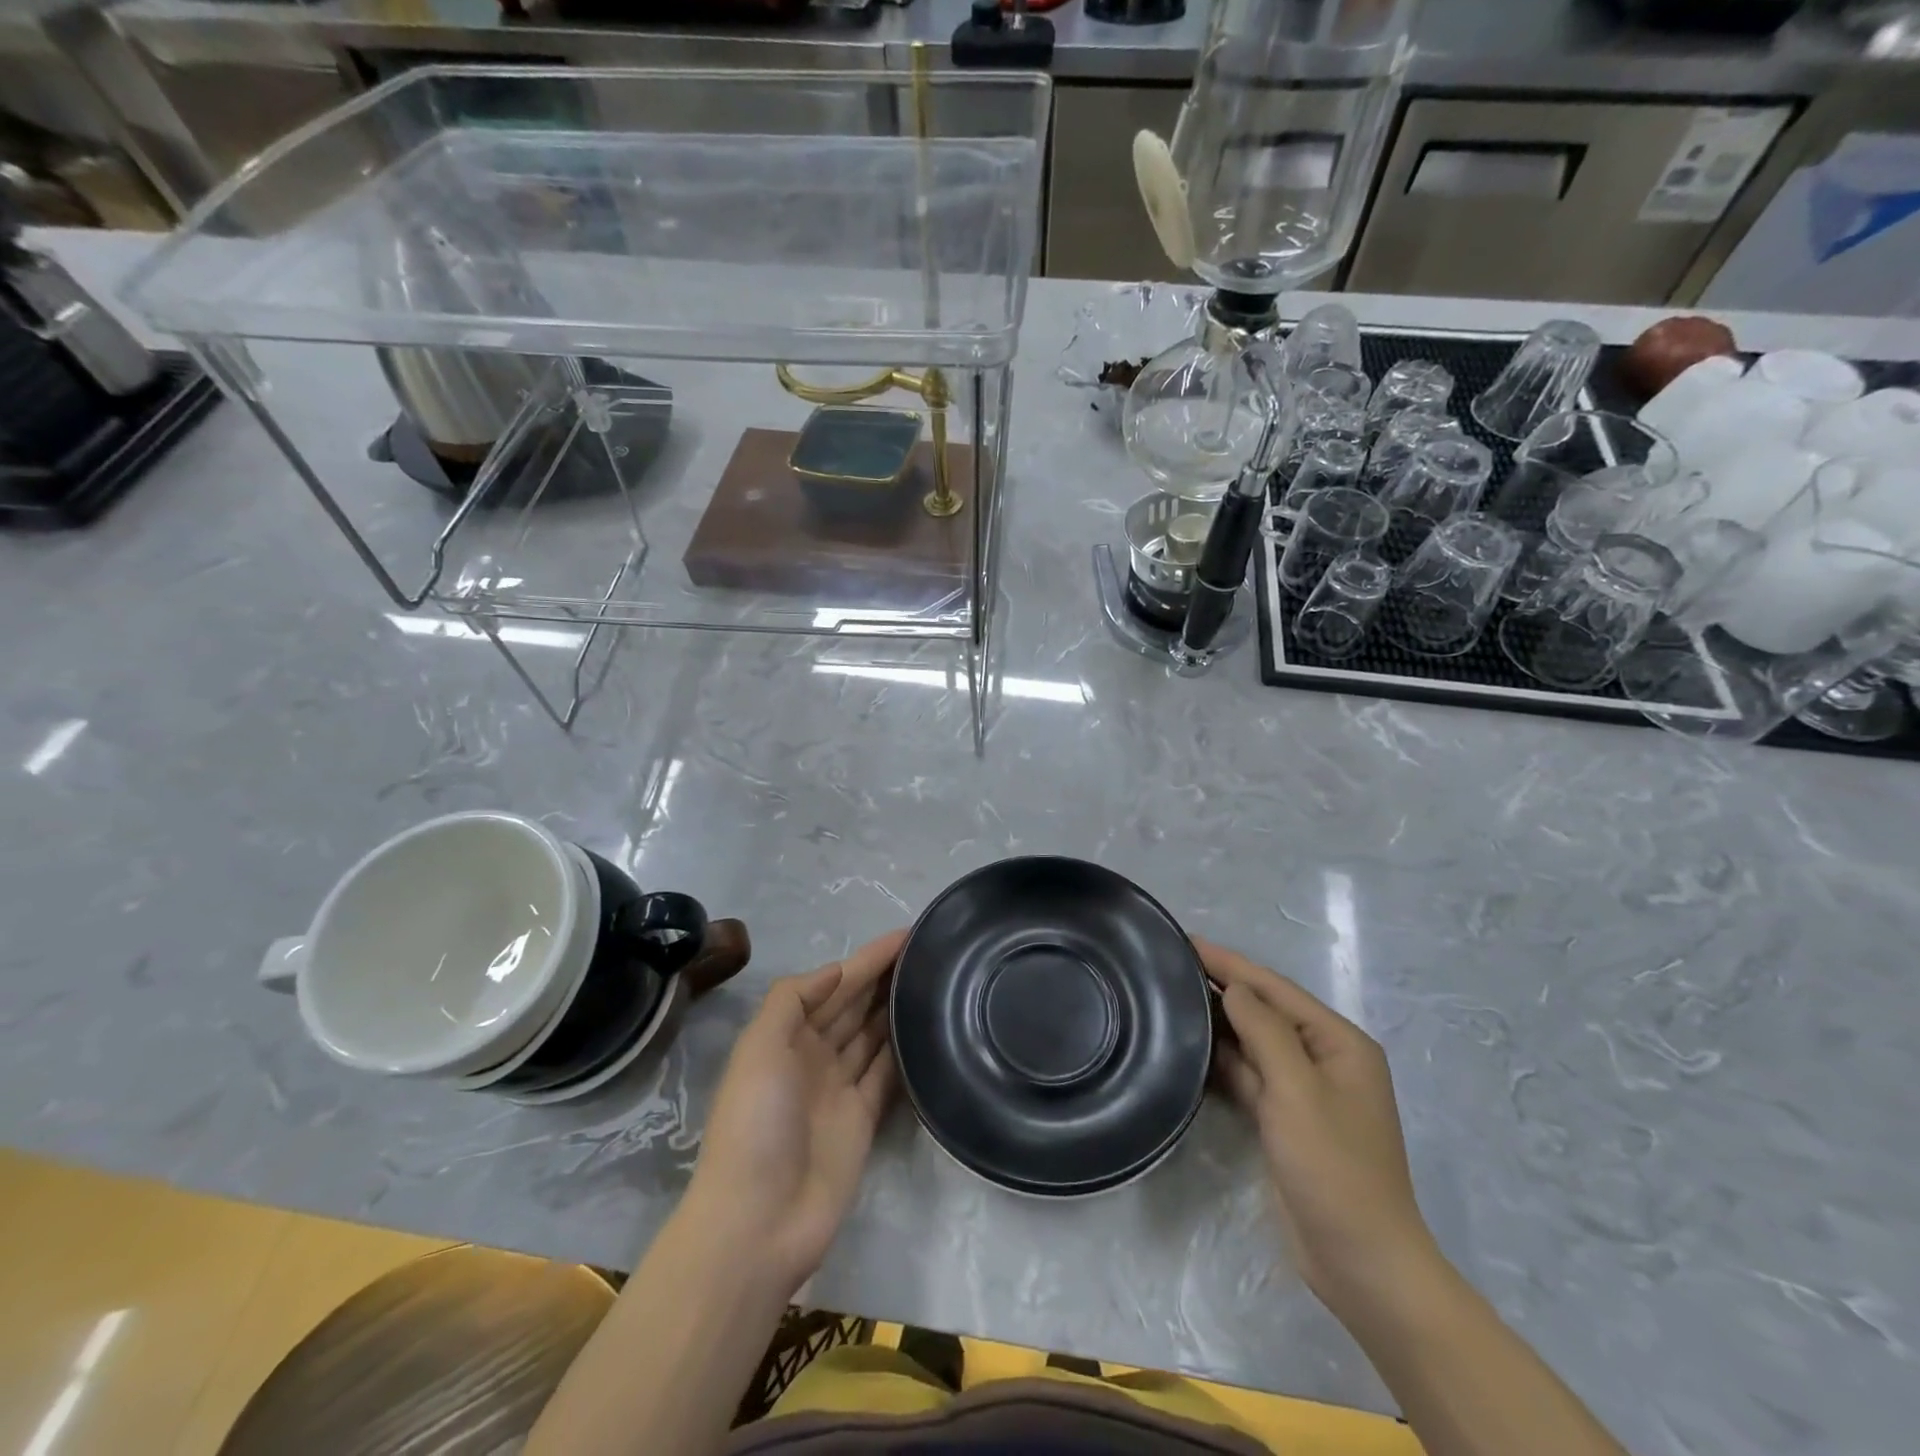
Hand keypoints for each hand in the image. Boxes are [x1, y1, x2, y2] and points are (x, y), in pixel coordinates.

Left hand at [686, 929, 905, 1292]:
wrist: (758, 1222)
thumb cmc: (755, 1123)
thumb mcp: (759, 1048)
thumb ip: (792, 1000)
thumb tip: (836, 970)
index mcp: (785, 1035)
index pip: (834, 985)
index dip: (866, 960)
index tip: (905, 935)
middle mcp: (812, 1056)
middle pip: (854, 1006)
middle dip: (884, 978)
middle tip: (928, 951)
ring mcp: (838, 1089)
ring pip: (872, 1035)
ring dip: (895, 1009)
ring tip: (933, 980)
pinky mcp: (862, 1120)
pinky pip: (886, 1075)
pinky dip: (902, 1051)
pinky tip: (927, 1030)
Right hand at [1198, 938, 1440, 1312]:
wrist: (1361, 1261)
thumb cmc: (1334, 1167)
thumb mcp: (1298, 1090)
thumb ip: (1264, 1031)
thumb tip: (1234, 987)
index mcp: (1340, 1043)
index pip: (1275, 989)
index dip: (1230, 963)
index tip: (1187, 940)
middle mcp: (1324, 1059)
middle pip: (1265, 1011)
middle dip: (1223, 987)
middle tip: (1171, 964)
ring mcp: (1305, 1091)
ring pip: (1254, 1043)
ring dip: (1219, 1022)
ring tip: (1172, 996)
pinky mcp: (1286, 1119)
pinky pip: (1249, 1075)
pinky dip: (1223, 1060)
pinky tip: (1190, 1047)